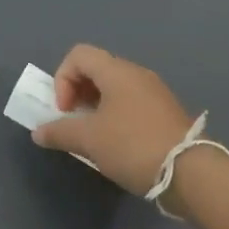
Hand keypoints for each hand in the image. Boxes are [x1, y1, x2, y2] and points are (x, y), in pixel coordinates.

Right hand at [33, 44, 193, 196]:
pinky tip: (116, 144)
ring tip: (93, 136)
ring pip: (114, 88)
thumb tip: (38, 132)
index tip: (65, 110)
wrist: (190, 173)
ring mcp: (154, 92)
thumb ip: (59, 131)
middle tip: (74, 122)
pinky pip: (130, 102)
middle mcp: (136, 74)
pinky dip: (115, 115)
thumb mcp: (89, 140)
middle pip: (96, 69)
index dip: (62, 79)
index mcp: (117, 71)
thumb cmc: (132, 146)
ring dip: (95, 106)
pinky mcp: (165, 112)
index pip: (78, 55)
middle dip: (77, 93)